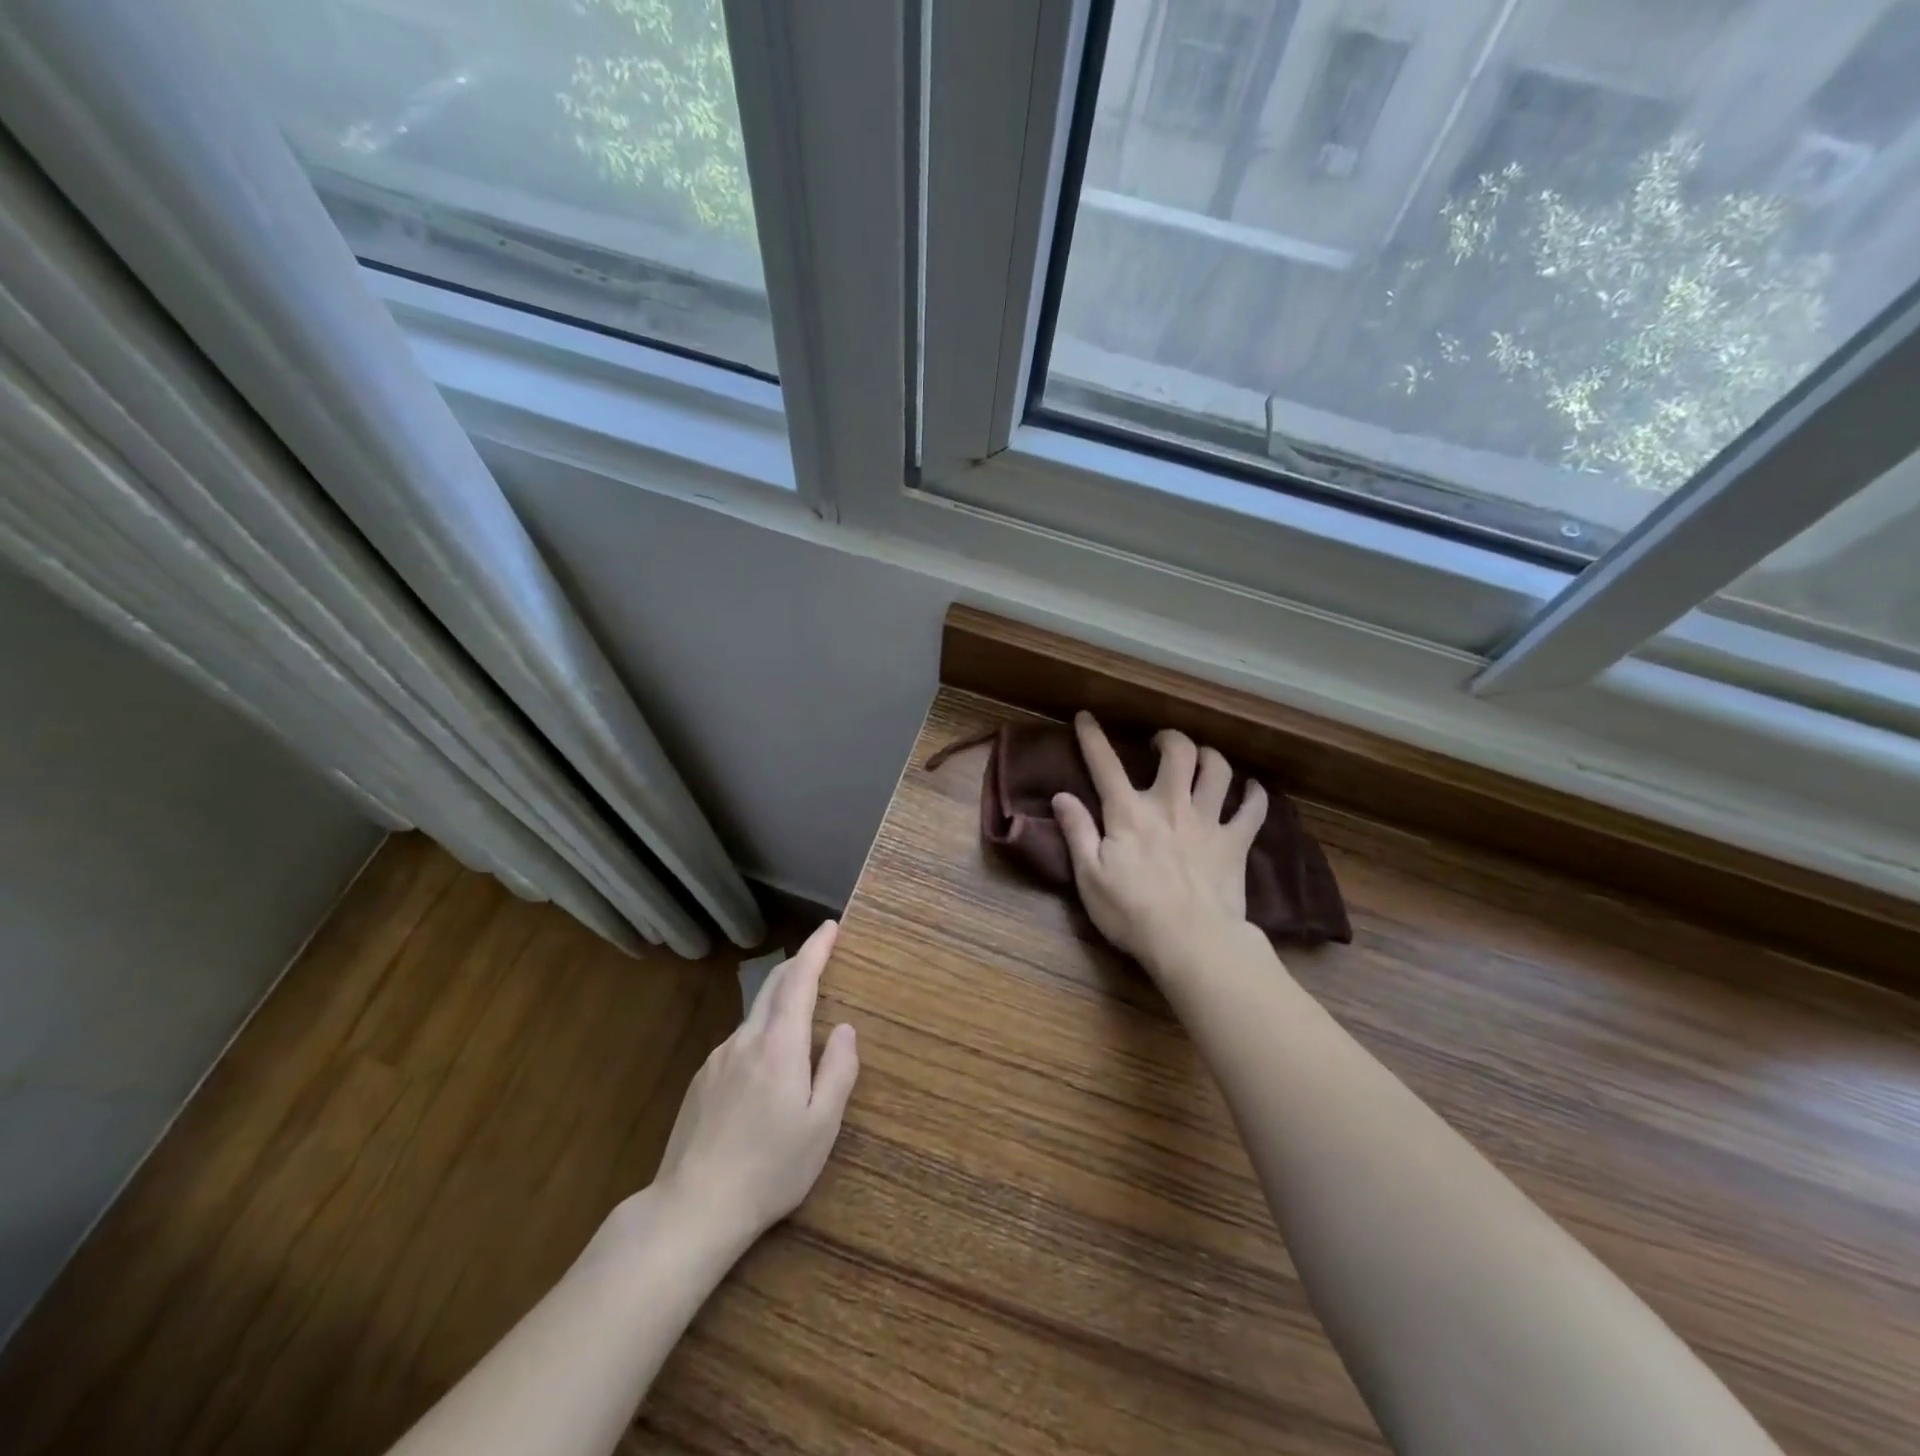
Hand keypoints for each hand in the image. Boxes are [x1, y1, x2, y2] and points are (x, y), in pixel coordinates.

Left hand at [648, 920, 858, 1251]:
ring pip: (754, 1016)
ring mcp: (718, 1059)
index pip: (799, 980)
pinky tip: (765, 1068)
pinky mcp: (700, 1081)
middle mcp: (745, 1040)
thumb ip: (838, 1071)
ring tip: (800, 1017)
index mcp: (779, 1046)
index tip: (830, 927)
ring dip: (779, 1001)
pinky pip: (739, 1044)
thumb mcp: (821, 1126)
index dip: (816, 949)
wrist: (692, 1208)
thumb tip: (846, 1029)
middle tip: (820, 954)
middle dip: (798, 964)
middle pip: (773, 987)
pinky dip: (760, 1034)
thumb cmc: (770, 1169)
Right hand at [1051, 712, 1266, 972]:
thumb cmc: (1132, 913)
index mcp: (1129, 813)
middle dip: (1168, 738)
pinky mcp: (1235, 842)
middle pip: (1178, 752)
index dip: (1093, 737)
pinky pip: (1253, 809)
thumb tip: (1061, 796)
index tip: (1086, 717)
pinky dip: (1255, 795)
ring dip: (1210, 757)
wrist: (1192, 942)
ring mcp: (1208, 821)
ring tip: (1202, 759)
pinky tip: (1252, 789)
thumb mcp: (1089, 876)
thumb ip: (1077, 831)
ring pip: (1217, 770)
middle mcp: (1171, 804)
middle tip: (1160, 744)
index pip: (1105, 764)